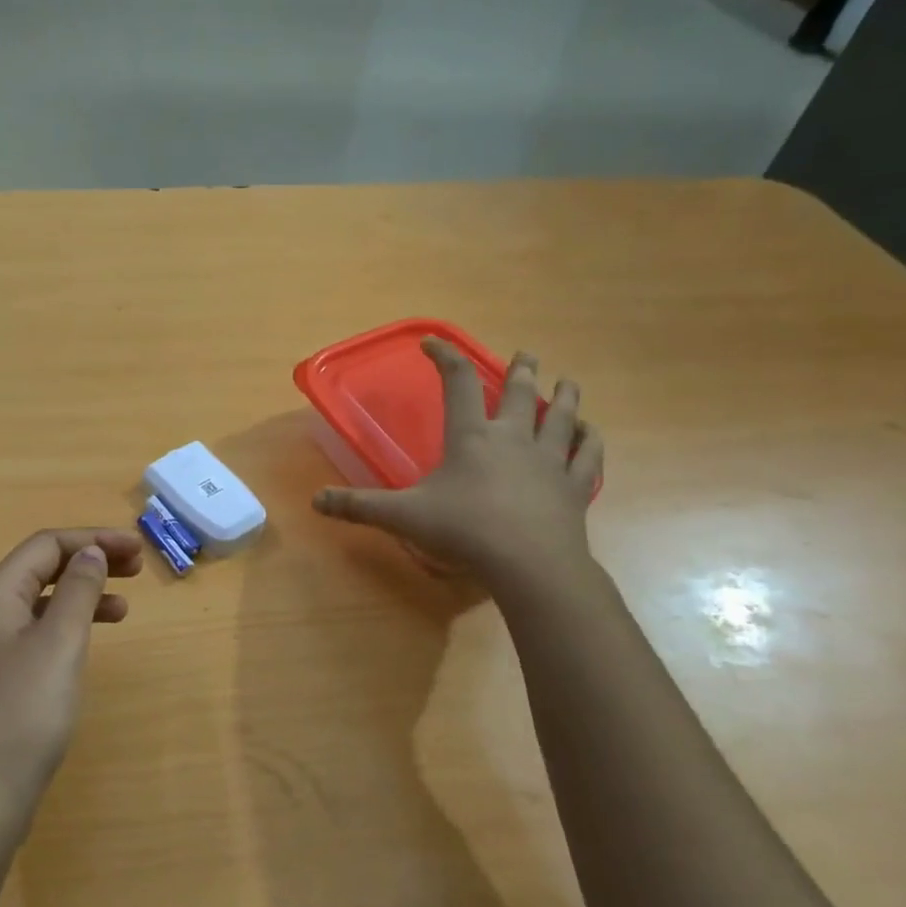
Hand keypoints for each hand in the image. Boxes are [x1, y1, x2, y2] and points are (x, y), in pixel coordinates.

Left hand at [0, 528, 142, 840]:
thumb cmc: (24, 712)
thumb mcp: (60, 642)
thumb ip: (77, 589)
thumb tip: (90, 552)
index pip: (46, 544)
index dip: (93, 539)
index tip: (137, 548)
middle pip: (42, 567)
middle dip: (89, 560)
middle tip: (136, 567)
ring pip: (42, 601)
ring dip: (83, 594)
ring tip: (125, 606)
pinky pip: (38, 632)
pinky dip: (69, 626)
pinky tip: (91, 642)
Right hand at [313, 339, 603, 600]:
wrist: (529, 563)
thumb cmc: (464, 530)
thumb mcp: (402, 517)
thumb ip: (359, 506)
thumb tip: (315, 501)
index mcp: (471, 436)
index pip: (457, 382)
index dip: (444, 357)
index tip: (432, 343)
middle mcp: (514, 438)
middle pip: (520, 392)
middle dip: (520, 369)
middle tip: (525, 355)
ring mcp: (550, 460)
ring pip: (562, 416)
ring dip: (563, 395)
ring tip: (566, 381)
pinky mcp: (575, 486)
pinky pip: (588, 455)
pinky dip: (590, 441)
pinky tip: (590, 434)